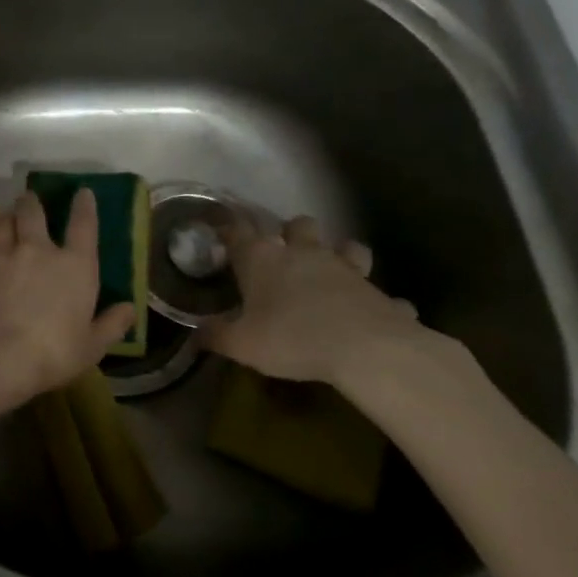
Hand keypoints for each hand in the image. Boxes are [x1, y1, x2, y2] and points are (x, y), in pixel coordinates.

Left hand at [0, 188, 136, 411]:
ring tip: (6, 218)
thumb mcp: (92, 346)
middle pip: (33, 212)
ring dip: (6, 217)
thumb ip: (111, 325)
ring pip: (2, 221)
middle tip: (29, 198)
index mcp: (75, 266)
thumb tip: (129, 309)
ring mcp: (3, 253)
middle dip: (31, 202)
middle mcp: (38, 250)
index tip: (82, 192)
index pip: (84, 226)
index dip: (84, 206)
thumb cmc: (52, 352)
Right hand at [199, 214, 440, 390]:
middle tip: (284, 252)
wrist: (369, 351)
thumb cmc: (292, 338)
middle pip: (298, 225)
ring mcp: (347, 270)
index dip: (228, 227)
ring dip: (341, 253)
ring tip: (333, 270)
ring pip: (347, 246)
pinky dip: (377, 302)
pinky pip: (382, 294)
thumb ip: (216, 336)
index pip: (238, 230)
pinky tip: (373, 314)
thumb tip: (196, 334)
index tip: (221, 229)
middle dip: (292, 232)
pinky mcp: (381, 294)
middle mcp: (304, 254)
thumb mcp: (241, 344)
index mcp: (263, 258)